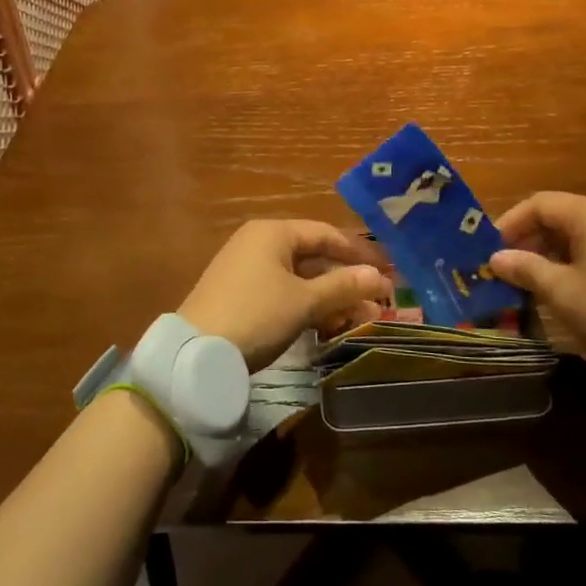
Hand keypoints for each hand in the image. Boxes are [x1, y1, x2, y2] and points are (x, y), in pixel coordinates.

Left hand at [178, 221, 392, 371]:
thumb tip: (380, 277)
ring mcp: (247, 270)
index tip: (390, 270)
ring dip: (332, 297)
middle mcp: (259, 243)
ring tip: (364, 318)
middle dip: (348, 280)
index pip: (326, 234)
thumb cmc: (256, 314)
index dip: (360, 251)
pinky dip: (308, 306)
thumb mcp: (304, 301)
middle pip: (314, 257)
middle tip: (380, 300)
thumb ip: (343, 286)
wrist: (196, 354)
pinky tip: (330, 326)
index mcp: (273, 232)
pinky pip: (284, 293)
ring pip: (301, 279)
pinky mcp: (240, 296)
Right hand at [488, 193, 585, 384]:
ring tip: (530, 280)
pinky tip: (564, 287)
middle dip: (529, 239)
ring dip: (550, 252)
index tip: (490, 250)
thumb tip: (496, 258)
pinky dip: (574, 260)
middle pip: (560, 216)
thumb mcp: (562, 292)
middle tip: (507, 267)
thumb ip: (526, 269)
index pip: (540, 204)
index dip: (509, 223)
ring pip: (579, 233)